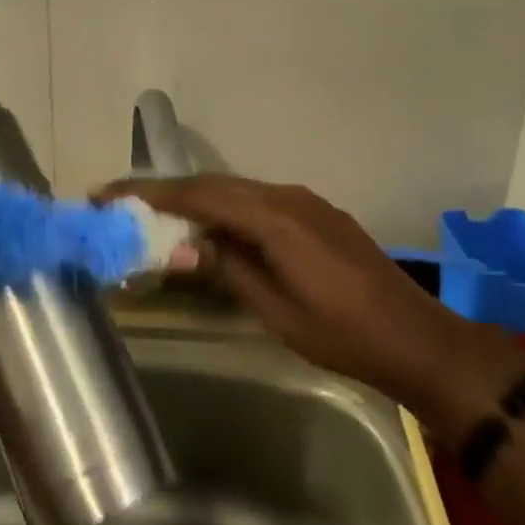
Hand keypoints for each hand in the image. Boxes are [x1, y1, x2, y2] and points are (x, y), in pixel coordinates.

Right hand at [105, 173, 524, 434]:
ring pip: (234, 190)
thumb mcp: (278, 311)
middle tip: (119, 202)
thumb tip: (178, 249)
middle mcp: (286, 196)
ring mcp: (303, 201)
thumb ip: (228, 270)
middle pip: (213, 185)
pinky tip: (207, 227)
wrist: (417, 339)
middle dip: (164, 191)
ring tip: (152, 213)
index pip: (199, 196)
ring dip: (193, 198)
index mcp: (274, 218)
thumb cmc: (344, 335)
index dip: (150, 194)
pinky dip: (222, 208)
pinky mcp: (313, 213)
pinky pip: (255, 200)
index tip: (107, 194)